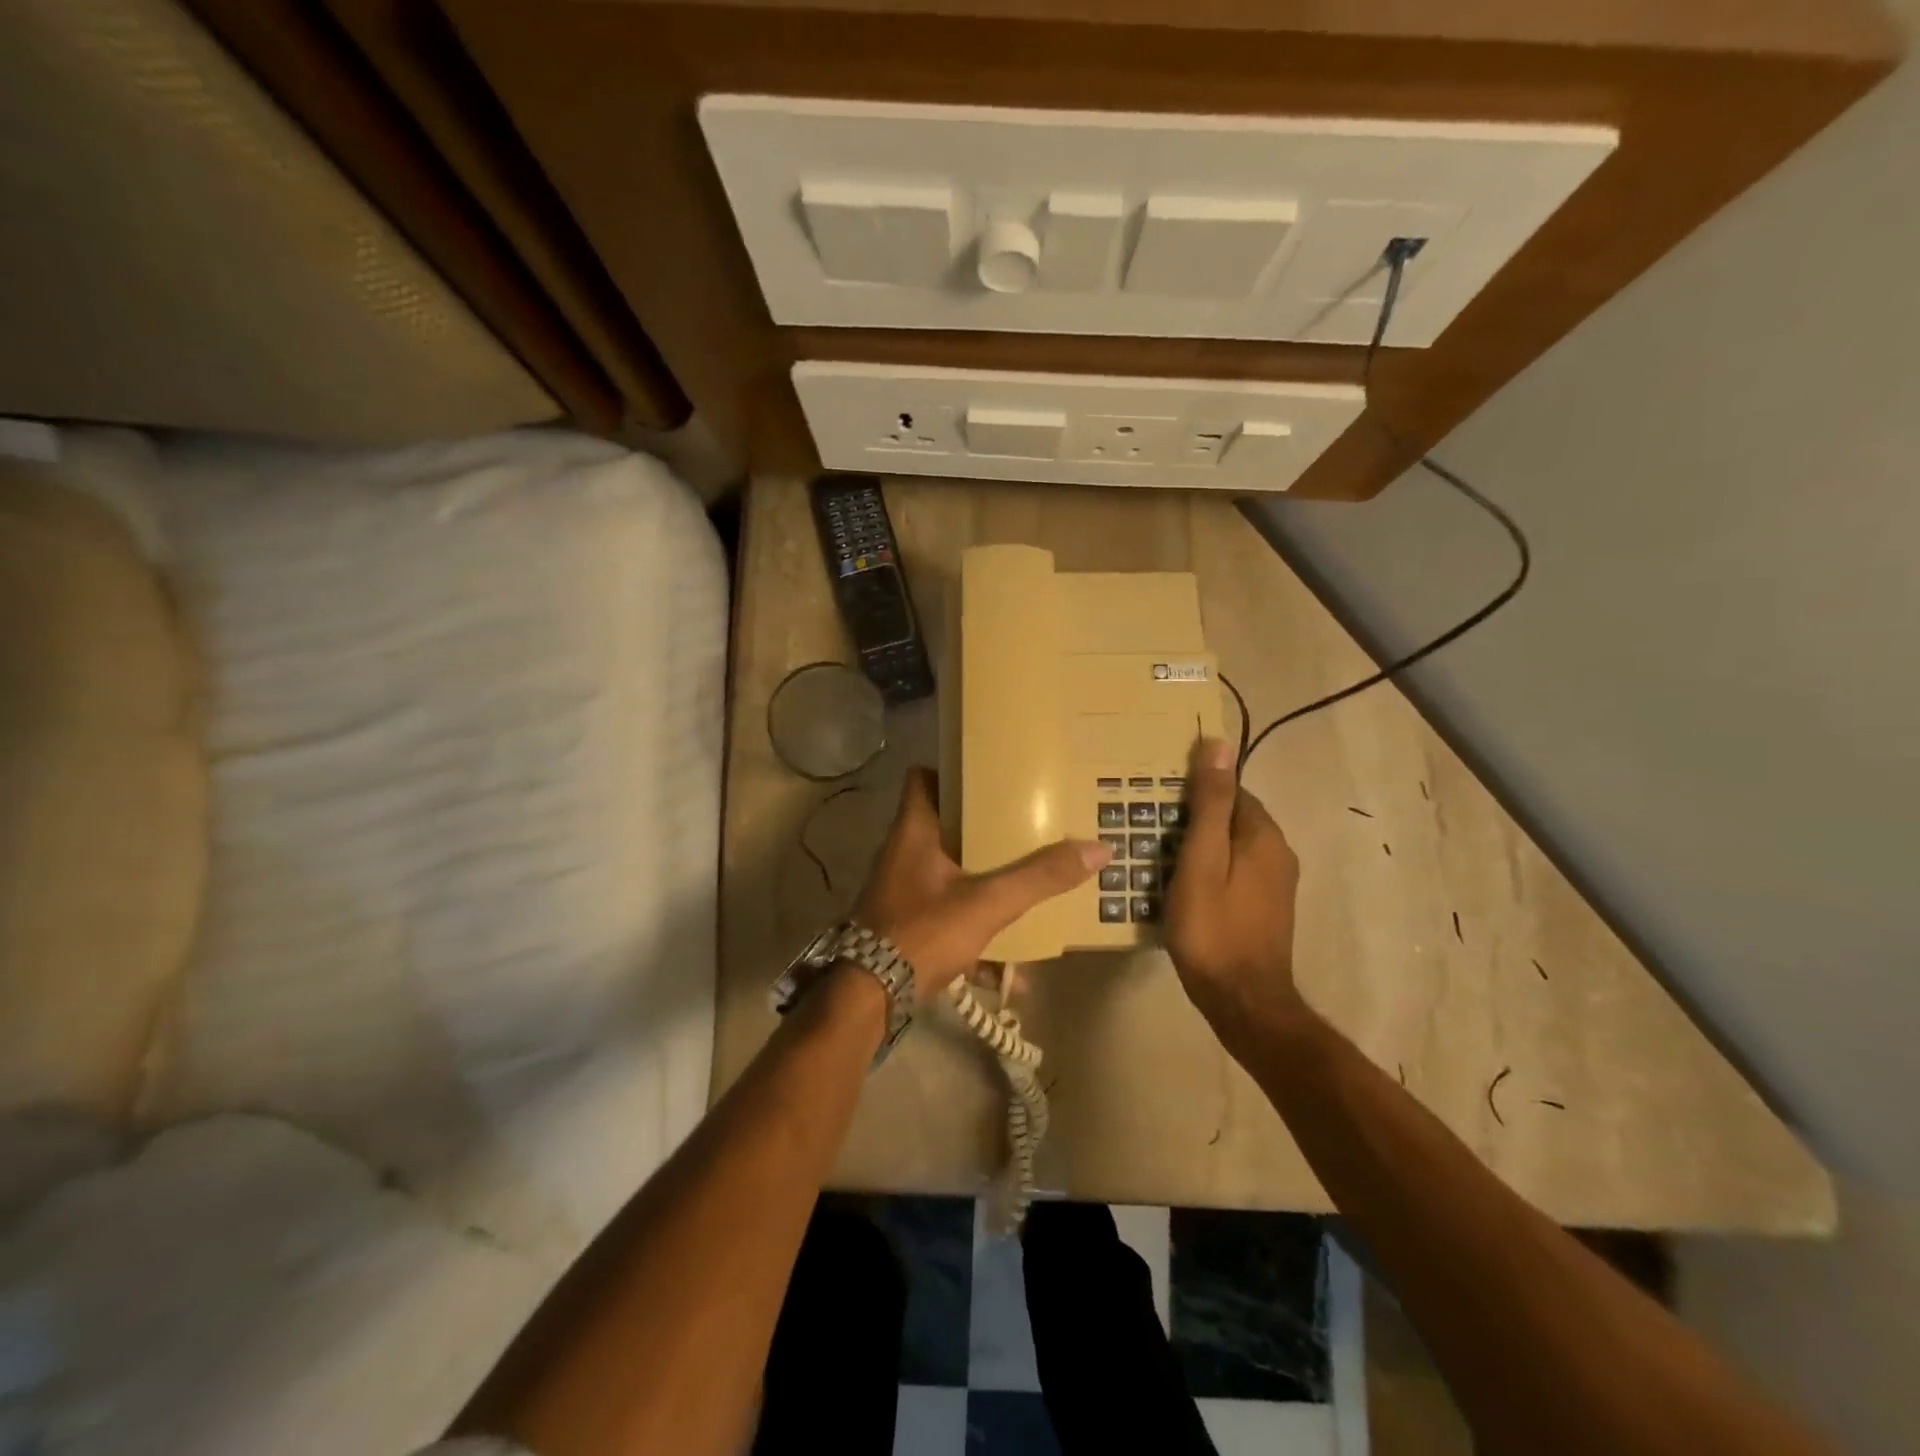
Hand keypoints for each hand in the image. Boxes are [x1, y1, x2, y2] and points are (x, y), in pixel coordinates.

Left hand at [853, 767, 1108, 1001]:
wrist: (868, 999)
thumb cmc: (922, 932)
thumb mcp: (987, 903)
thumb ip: (1039, 878)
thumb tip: (1097, 849)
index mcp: (914, 831)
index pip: (922, 777)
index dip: (953, 771)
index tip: (992, 776)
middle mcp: (904, 854)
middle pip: (946, 826)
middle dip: (985, 831)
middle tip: (1025, 827)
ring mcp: (903, 891)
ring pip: (950, 874)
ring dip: (985, 885)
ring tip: (1027, 888)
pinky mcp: (906, 925)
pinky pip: (948, 917)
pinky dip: (976, 934)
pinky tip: (1009, 967)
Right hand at [1164, 737, 1306, 1038]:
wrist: (1243, 1000)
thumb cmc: (1213, 928)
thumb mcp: (1200, 860)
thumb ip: (1209, 804)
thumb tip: (1218, 744)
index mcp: (1263, 835)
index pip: (1230, 790)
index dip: (1195, 790)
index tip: (1158, 799)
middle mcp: (1278, 852)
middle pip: (1232, 817)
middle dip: (1195, 816)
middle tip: (1151, 827)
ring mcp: (1275, 883)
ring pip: (1232, 845)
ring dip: (1201, 844)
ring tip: (1158, 853)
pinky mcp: (1266, 907)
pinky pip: (1235, 871)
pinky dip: (1210, 868)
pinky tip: (1182, 883)